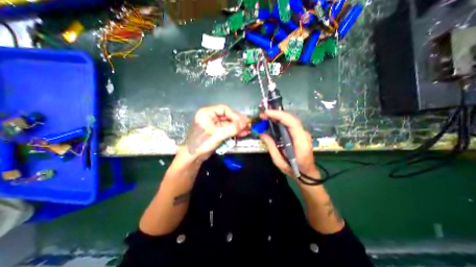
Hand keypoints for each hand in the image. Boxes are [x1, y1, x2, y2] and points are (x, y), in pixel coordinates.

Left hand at [182, 105, 248, 161]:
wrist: (192, 157)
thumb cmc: (202, 143)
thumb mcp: (218, 135)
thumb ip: (232, 128)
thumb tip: (246, 122)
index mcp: (207, 113)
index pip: (224, 109)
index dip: (235, 115)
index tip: (244, 121)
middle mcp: (210, 117)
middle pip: (227, 116)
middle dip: (238, 122)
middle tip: (248, 125)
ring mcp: (213, 125)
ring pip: (228, 124)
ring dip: (237, 128)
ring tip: (247, 130)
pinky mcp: (216, 132)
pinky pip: (226, 130)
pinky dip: (233, 132)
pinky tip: (242, 134)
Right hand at [259, 109, 320, 179]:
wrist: (307, 174)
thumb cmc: (294, 170)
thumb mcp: (279, 161)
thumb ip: (271, 146)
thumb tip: (262, 134)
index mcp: (301, 143)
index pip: (292, 123)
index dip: (279, 115)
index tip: (266, 113)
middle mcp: (304, 135)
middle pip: (292, 119)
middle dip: (277, 114)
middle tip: (263, 115)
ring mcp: (303, 133)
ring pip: (291, 120)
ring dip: (278, 116)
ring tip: (266, 116)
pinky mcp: (300, 134)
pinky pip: (291, 124)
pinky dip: (281, 120)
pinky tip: (273, 121)